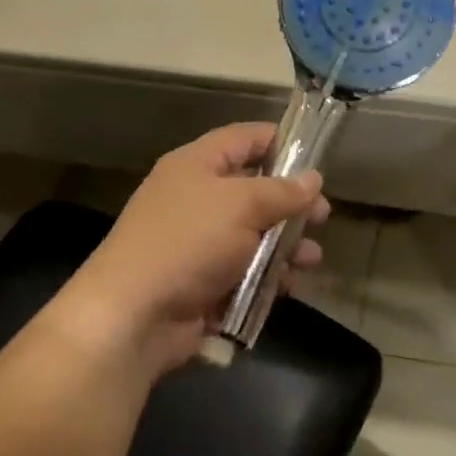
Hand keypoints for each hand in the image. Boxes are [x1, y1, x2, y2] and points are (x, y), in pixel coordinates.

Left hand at [56, 124, 327, 380]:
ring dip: (287, 245)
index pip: (245, 139)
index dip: (281, 142)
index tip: (317, 157)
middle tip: (323, 216)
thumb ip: (282, 191)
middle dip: (292, 203)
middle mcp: (198, 198)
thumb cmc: (188, 243)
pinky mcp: (205, 281)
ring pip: (256, 234)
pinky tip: (289, 285)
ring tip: (310, 258)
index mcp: (197, 165)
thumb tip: (312, 179)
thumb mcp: (241, 206)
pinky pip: (246, 270)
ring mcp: (200, 242)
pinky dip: (269, 276)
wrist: (133, 317)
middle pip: (255, 189)